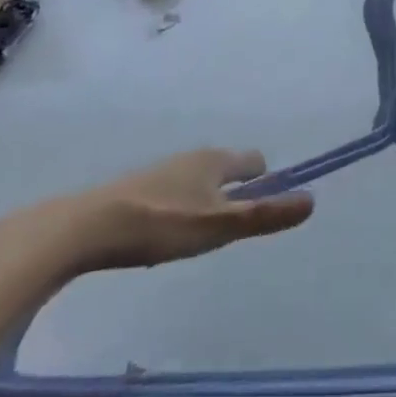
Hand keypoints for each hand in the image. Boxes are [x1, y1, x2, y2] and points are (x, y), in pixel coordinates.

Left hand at [17, 149, 314, 277]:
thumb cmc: (161, 224)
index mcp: (215, 160)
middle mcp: (190, 157)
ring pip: (196, 182)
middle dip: (233, 194)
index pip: (254, 161)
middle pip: (225, 170)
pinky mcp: (133, 189)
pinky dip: (176, 210)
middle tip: (228, 231)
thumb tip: (312, 201)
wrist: (83, 228)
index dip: (265, 182)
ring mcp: (159, 171)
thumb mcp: (220, 226)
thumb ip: (265, 216)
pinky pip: (170, 194)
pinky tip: (161, 238)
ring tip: (195, 239)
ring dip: (203, 203)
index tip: (260, 211)